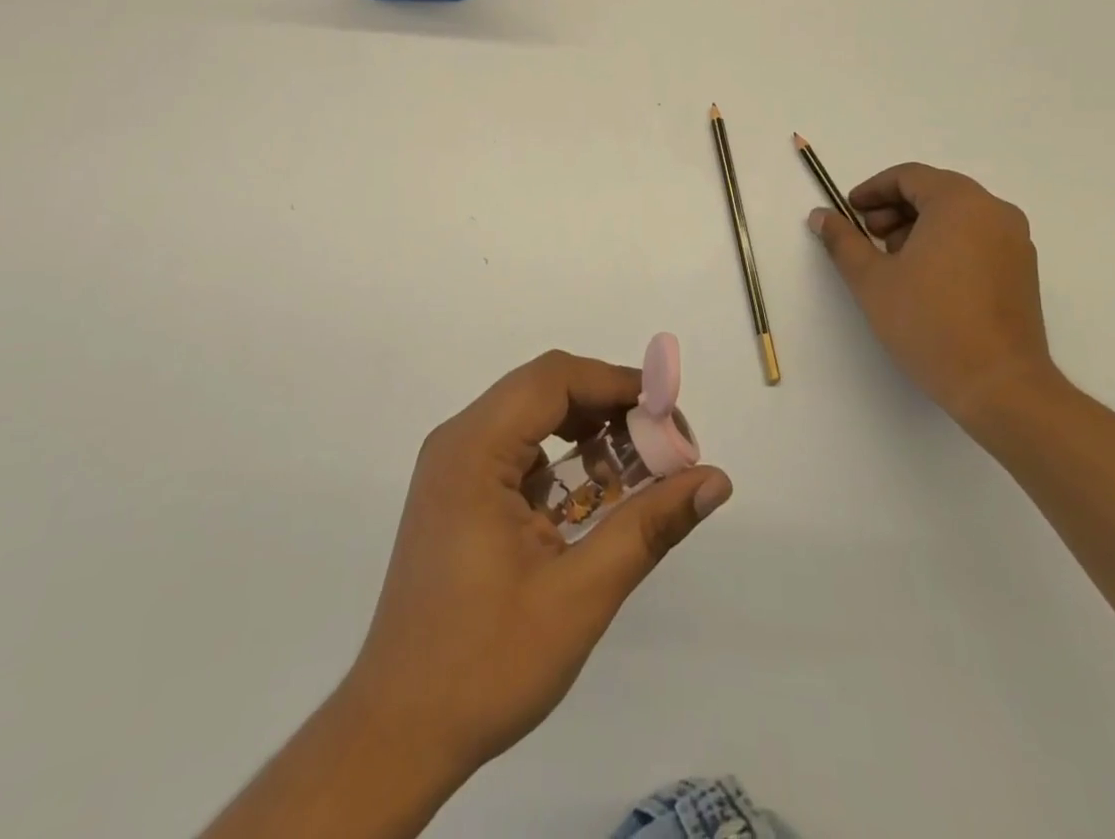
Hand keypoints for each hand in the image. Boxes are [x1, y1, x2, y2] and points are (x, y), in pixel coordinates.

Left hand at [344, 350, 732, 781]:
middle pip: (546, 390)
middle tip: (666, 447)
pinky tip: (599, 500)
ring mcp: (455, 468)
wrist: (397, 736)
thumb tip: (716, 480)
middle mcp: (459, 442)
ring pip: (535, 419)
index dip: (618, 384)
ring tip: (642, 471)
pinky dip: (565, 464)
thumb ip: (648, 526)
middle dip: (611, 409)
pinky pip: (521, 453)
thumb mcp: (579, 594)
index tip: (671, 415)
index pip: (555, 378)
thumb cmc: (484, 664)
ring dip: (590, 435)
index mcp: (473, 449)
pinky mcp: (460, 495)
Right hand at [807, 162, 1059, 427]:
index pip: (909, 176)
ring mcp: (1015, 242)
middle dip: (894, 210)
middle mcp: (994, 211)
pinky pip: (977, 238)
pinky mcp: (1023, 271)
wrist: (999, 385)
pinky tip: (925, 280)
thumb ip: (842, 240)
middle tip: (868, 238)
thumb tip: (820, 216)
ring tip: (893, 263)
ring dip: (918, 227)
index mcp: (960, 203)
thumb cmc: (929, 322)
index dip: (872, 190)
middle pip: (935, 192)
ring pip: (957, 216)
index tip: (849, 213)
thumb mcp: (871, 279)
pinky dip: (946, 244)